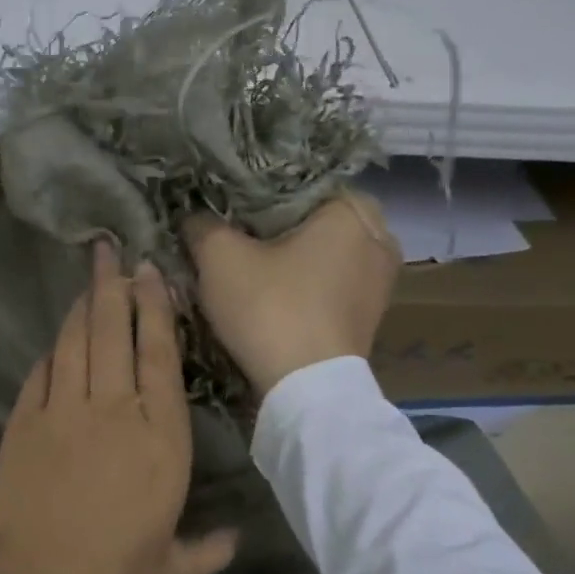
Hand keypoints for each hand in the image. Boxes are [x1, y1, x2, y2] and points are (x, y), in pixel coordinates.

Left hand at [0, 242, 237, 573]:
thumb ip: (205, 550)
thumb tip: (236, 540)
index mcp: (161, 441)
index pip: (162, 358)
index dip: (157, 310)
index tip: (152, 275)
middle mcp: (115, 411)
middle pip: (115, 332)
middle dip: (115, 287)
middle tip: (112, 251)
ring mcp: (64, 410)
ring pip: (76, 341)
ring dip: (84, 306)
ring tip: (90, 278)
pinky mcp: (24, 419)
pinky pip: (42, 371)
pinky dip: (52, 350)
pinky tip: (58, 340)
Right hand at [184, 193, 400, 397]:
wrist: (306, 391)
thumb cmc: (270, 309)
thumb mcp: (219, 258)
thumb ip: (202, 225)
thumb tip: (193, 217)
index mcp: (351, 209)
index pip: (295, 181)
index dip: (253, 192)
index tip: (223, 207)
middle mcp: (379, 236)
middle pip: (310, 217)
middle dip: (273, 226)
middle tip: (232, 235)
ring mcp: (381, 278)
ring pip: (322, 251)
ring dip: (289, 256)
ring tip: (248, 263)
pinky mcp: (370, 313)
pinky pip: (330, 280)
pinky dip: (304, 281)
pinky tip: (273, 292)